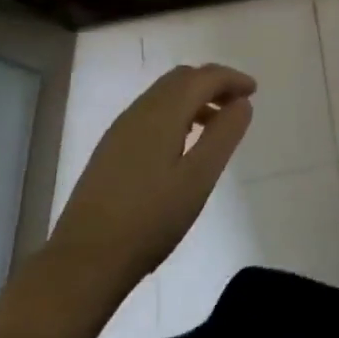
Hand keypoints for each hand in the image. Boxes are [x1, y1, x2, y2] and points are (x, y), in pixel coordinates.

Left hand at [46, 64, 256, 292]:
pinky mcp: (111, 149)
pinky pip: (151, 112)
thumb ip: (223, 136)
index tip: (254, 91)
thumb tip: (242, 103)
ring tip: (216, 125)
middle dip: (213, 83)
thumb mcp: (198, 178)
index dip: (231, 79)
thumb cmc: (150, 219)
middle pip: (181, 79)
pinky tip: (183, 143)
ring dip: (194, 98)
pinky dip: (176, 112)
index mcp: (162, 114)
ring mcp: (120, 130)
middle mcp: (139, 112)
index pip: (203, 77)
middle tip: (238, 104)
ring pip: (164, 95)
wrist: (84, 260)